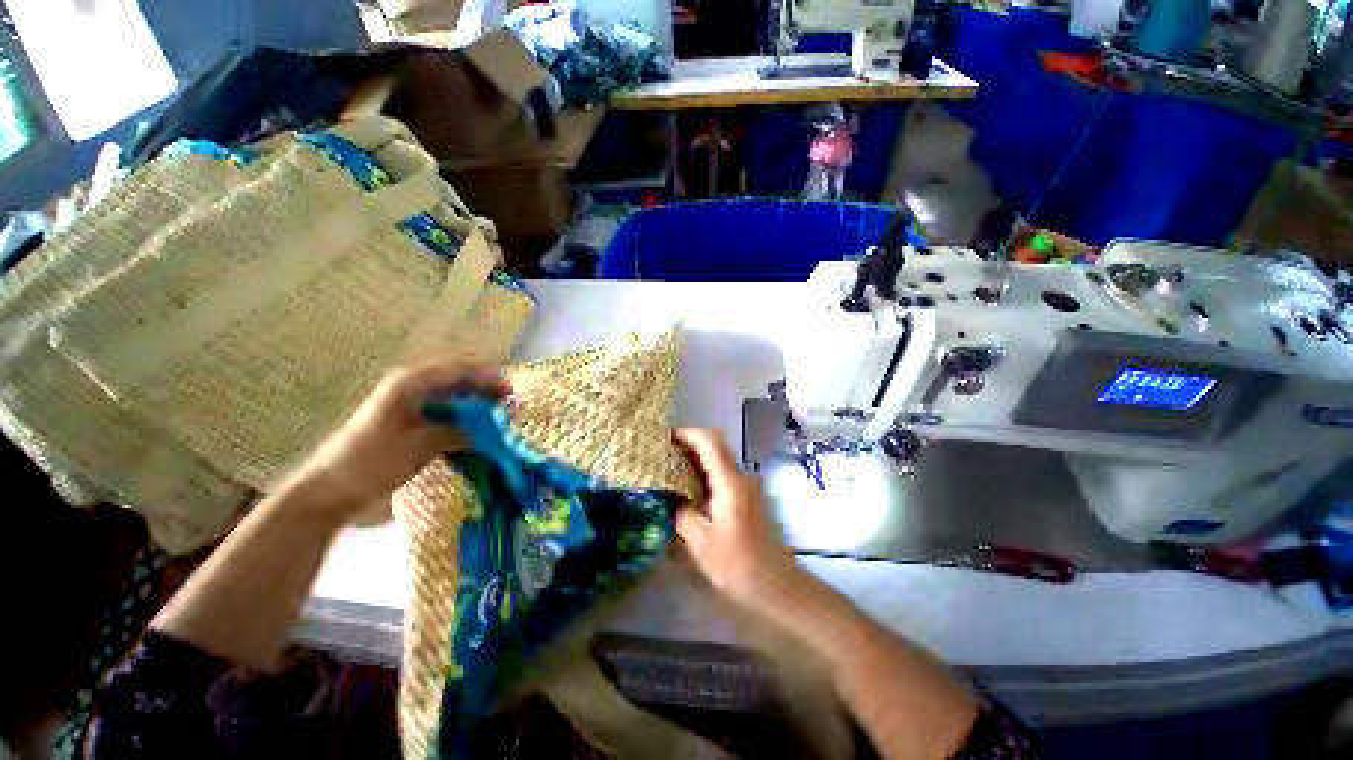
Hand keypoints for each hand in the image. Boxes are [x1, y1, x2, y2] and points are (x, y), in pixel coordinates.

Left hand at [277, 358, 510, 524]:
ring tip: (502, 421)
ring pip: (456, 398)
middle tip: (511, 407)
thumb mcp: (420, 444)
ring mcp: (413, 408)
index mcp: (411, 383)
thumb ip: (460, 431)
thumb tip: (496, 428)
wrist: (332, 492)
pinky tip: (481, 435)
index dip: (489, 377)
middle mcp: (414, 389)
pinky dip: (467, 422)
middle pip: (460, 380)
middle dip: (488, 390)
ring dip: (479, 407)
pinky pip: (449, 416)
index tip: (512, 393)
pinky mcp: (413, 426)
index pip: (460, 369)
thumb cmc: (372, 461)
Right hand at [674, 428, 798, 606]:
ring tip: (671, 468)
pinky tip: (688, 488)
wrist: (773, 585)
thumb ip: (682, 514)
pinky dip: (704, 472)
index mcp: (729, 483)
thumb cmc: (737, 565)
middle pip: (716, 445)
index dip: (687, 434)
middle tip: (664, 452)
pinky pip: (722, 473)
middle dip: (689, 443)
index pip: (709, 442)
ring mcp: (746, 486)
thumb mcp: (701, 542)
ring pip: (719, 458)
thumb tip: (671, 499)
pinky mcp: (746, 497)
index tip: (665, 437)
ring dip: (696, 457)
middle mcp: (740, 477)